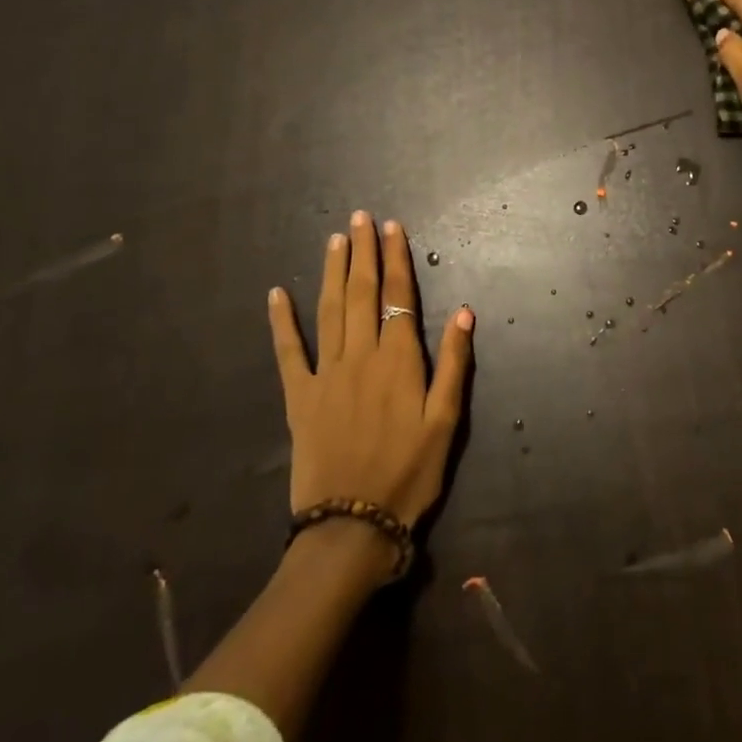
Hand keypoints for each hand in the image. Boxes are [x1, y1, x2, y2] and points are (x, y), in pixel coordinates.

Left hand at [268, 212, 473, 529]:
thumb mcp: (446, 422)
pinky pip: (288, 352)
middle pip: (362, 293)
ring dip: (332, 272)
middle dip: (363, 252)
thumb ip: (454, 363)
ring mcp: (325, 374)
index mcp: (399, 360)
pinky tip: (276, 294)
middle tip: (361, 217)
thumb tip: (464, 310)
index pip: (398, 296)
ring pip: (329, 310)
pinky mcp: (299, 397)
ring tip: (335, 239)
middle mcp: (360, 356)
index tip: (393, 227)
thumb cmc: (410, 473)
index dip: (396, 259)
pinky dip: (281, 321)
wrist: (352, 524)